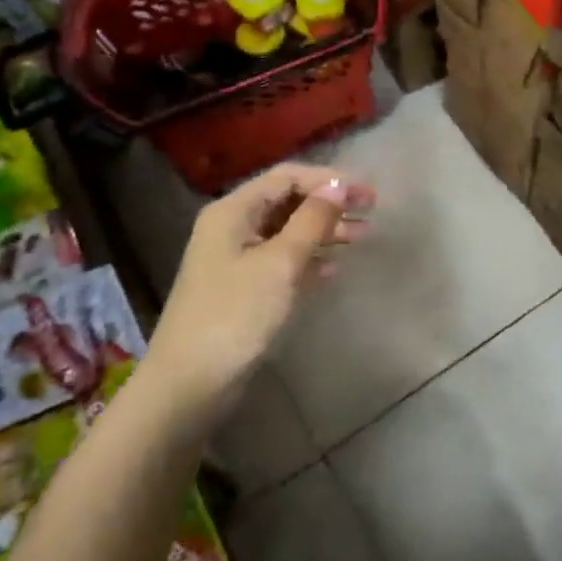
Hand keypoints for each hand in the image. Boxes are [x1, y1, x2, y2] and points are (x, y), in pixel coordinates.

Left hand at [149, 162, 373, 398]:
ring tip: (362, 236)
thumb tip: (339, 186)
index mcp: (233, 211)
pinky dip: (310, 258)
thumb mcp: (279, 263)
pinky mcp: (244, 289)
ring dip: (324, 230)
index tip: (366, 192)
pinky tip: (334, 267)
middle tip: (371, 212)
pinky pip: (283, 261)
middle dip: (329, 204)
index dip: (328, 179)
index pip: (286, 177)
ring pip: (288, 232)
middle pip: (288, 202)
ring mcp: (237, 260)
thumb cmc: (235, 314)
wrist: (190, 383)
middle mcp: (233, 228)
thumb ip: (311, 221)